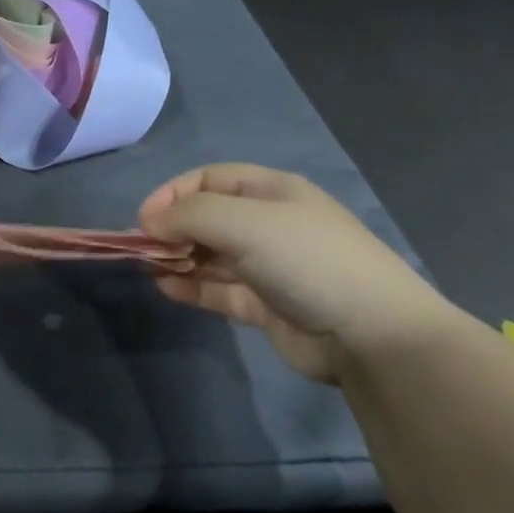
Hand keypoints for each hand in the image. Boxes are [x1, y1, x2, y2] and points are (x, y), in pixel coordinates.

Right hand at [139, 164, 458, 383]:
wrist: (370, 333)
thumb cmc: (307, 260)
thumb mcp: (245, 222)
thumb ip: (189, 215)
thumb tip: (148, 222)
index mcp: (271, 191)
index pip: (209, 179)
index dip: (172, 194)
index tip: (144, 219)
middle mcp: (268, 224)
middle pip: (207, 217)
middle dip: (172, 228)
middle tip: (143, 248)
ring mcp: (267, 266)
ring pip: (209, 255)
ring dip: (177, 258)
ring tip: (148, 268)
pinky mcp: (265, 305)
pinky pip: (218, 289)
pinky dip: (191, 286)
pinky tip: (167, 288)